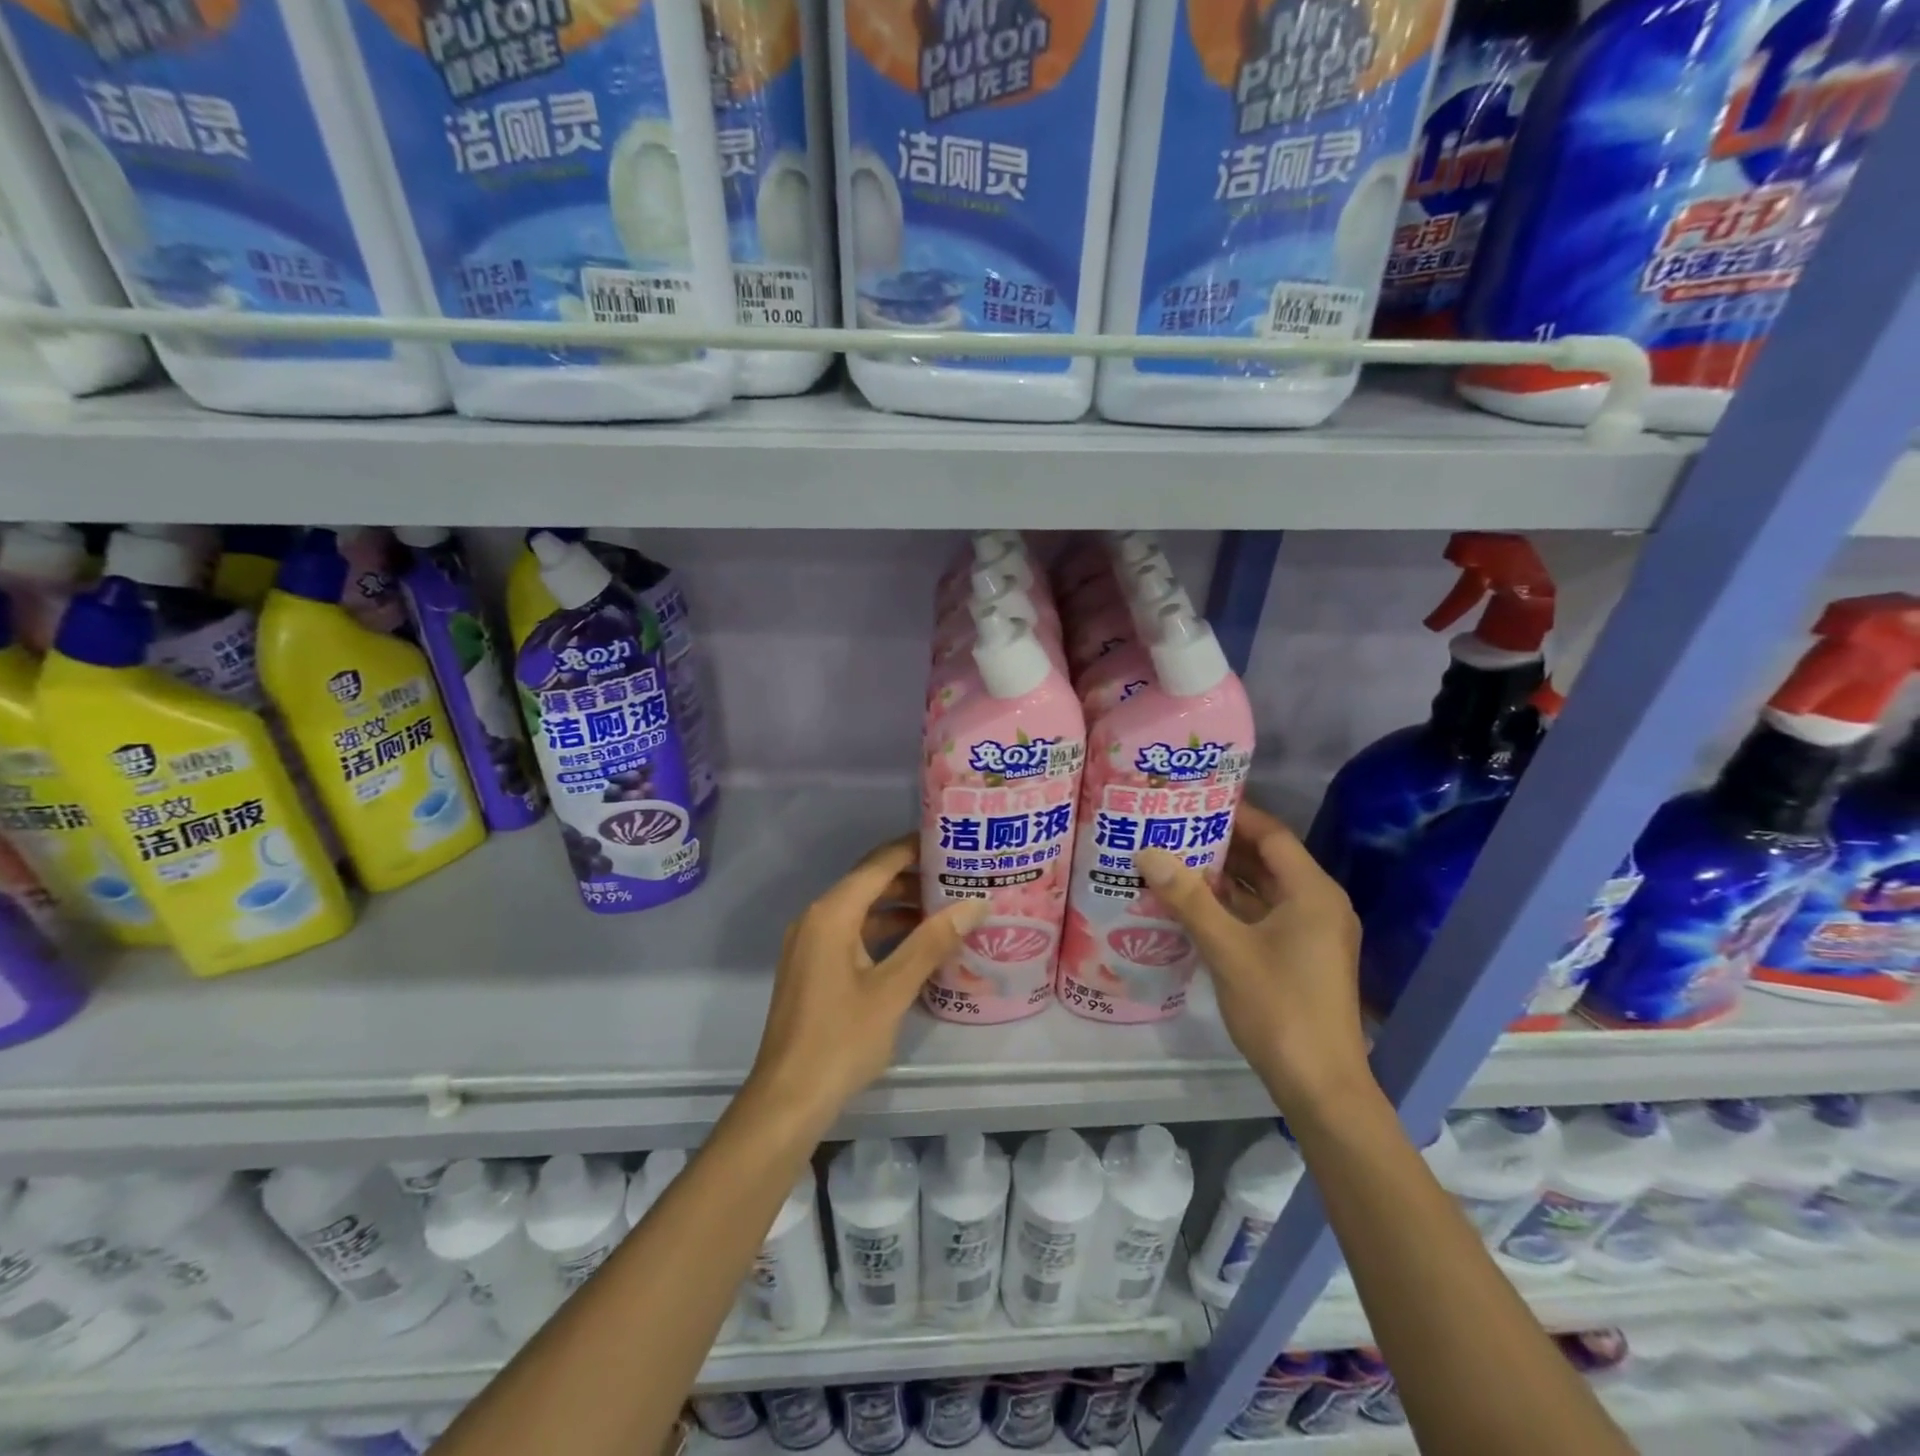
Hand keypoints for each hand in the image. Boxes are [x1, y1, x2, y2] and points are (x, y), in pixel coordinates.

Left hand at [748, 836, 985, 1126]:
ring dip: (901, 907)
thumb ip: (932, 942)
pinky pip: (853, 933)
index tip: (953, 841)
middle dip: (914, 878)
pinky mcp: (813, 967)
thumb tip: (975, 903)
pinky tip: (919, 944)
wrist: (788, 1099)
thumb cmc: (841, 1039)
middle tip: (960, 876)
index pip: (879, 863)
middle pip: (870, 883)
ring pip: (862, 910)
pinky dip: (885, 932)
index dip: (915, 848)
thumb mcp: (893, 989)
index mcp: (832, 913)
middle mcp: (817, 918)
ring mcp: (811, 943)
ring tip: (949, 908)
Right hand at [1137, 802, 1370, 1111]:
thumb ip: (1187, 898)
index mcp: (1312, 892)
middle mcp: (1318, 904)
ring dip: (1224, 877)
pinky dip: (1233, 906)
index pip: (1272, 835)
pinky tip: (1193, 903)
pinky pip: (1264, 916)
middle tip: (1174, 827)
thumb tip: (1147, 852)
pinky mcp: (1301, 956)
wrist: (1320, 1086)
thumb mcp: (1227, 948)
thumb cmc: (1279, 1008)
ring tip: (1174, 858)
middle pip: (1268, 860)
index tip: (1192, 800)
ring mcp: (1312, 933)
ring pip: (1264, 890)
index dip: (1234, 814)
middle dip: (1222, 844)